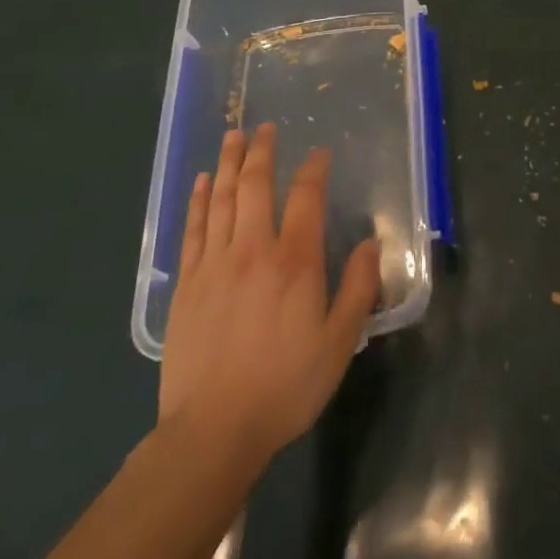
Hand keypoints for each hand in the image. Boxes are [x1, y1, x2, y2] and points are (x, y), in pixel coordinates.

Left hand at [159, 124, 380, 464]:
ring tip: (232, 137)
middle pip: (255, 185)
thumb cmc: (285, 386)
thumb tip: (372, 243)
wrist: (213, 431)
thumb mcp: (340, 342)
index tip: (319, 154)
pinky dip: (197, 201)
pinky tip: (200, 183)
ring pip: (221, 199)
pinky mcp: (186, 284)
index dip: (314, 169)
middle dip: (261, 151)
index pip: (306, 197)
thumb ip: (358, 288)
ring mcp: (214, 264)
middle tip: (264, 127)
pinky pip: (193, 229)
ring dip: (227, 164)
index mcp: (295, 261)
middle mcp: (254, 249)